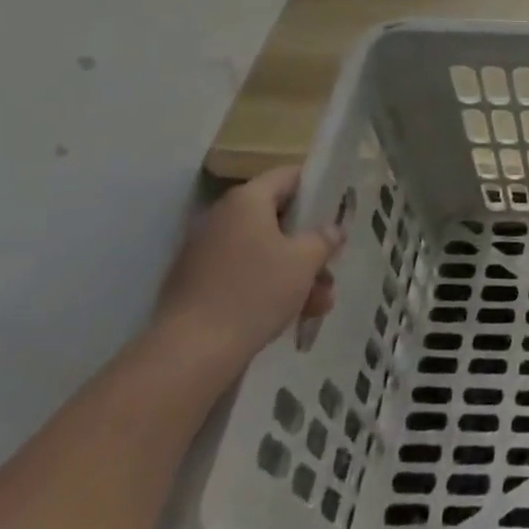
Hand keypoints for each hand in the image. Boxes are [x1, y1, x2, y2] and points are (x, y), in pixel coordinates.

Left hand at [153, 166, 339, 372]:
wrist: (190, 353)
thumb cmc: (255, 291)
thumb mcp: (305, 261)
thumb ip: (324, 239)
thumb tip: (331, 230)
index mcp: (247, 200)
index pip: (288, 176)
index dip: (317, 187)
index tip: (338, 210)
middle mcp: (222, 218)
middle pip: (277, 218)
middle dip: (309, 244)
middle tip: (332, 266)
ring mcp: (205, 252)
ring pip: (264, 251)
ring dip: (295, 272)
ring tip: (320, 304)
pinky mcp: (196, 284)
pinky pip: (243, 274)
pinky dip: (269, 287)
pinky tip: (292, 315)